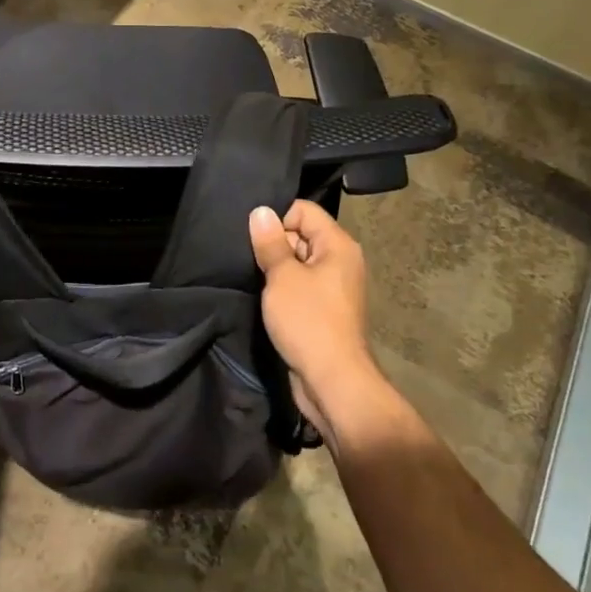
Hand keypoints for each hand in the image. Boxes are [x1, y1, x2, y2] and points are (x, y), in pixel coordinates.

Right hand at [248, 199, 379, 436]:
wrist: (333, 381)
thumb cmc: (308, 321)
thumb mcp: (282, 276)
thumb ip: (270, 242)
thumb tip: (260, 211)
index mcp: (337, 245)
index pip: (303, 210)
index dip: (277, 219)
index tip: (255, 240)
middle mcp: (340, 261)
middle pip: (301, 234)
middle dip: (274, 244)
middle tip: (250, 260)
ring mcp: (334, 287)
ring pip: (298, 262)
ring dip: (276, 269)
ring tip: (255, 280)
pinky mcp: (325, 310)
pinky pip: (301, 286)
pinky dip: (283, 289)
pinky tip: (265, 298)